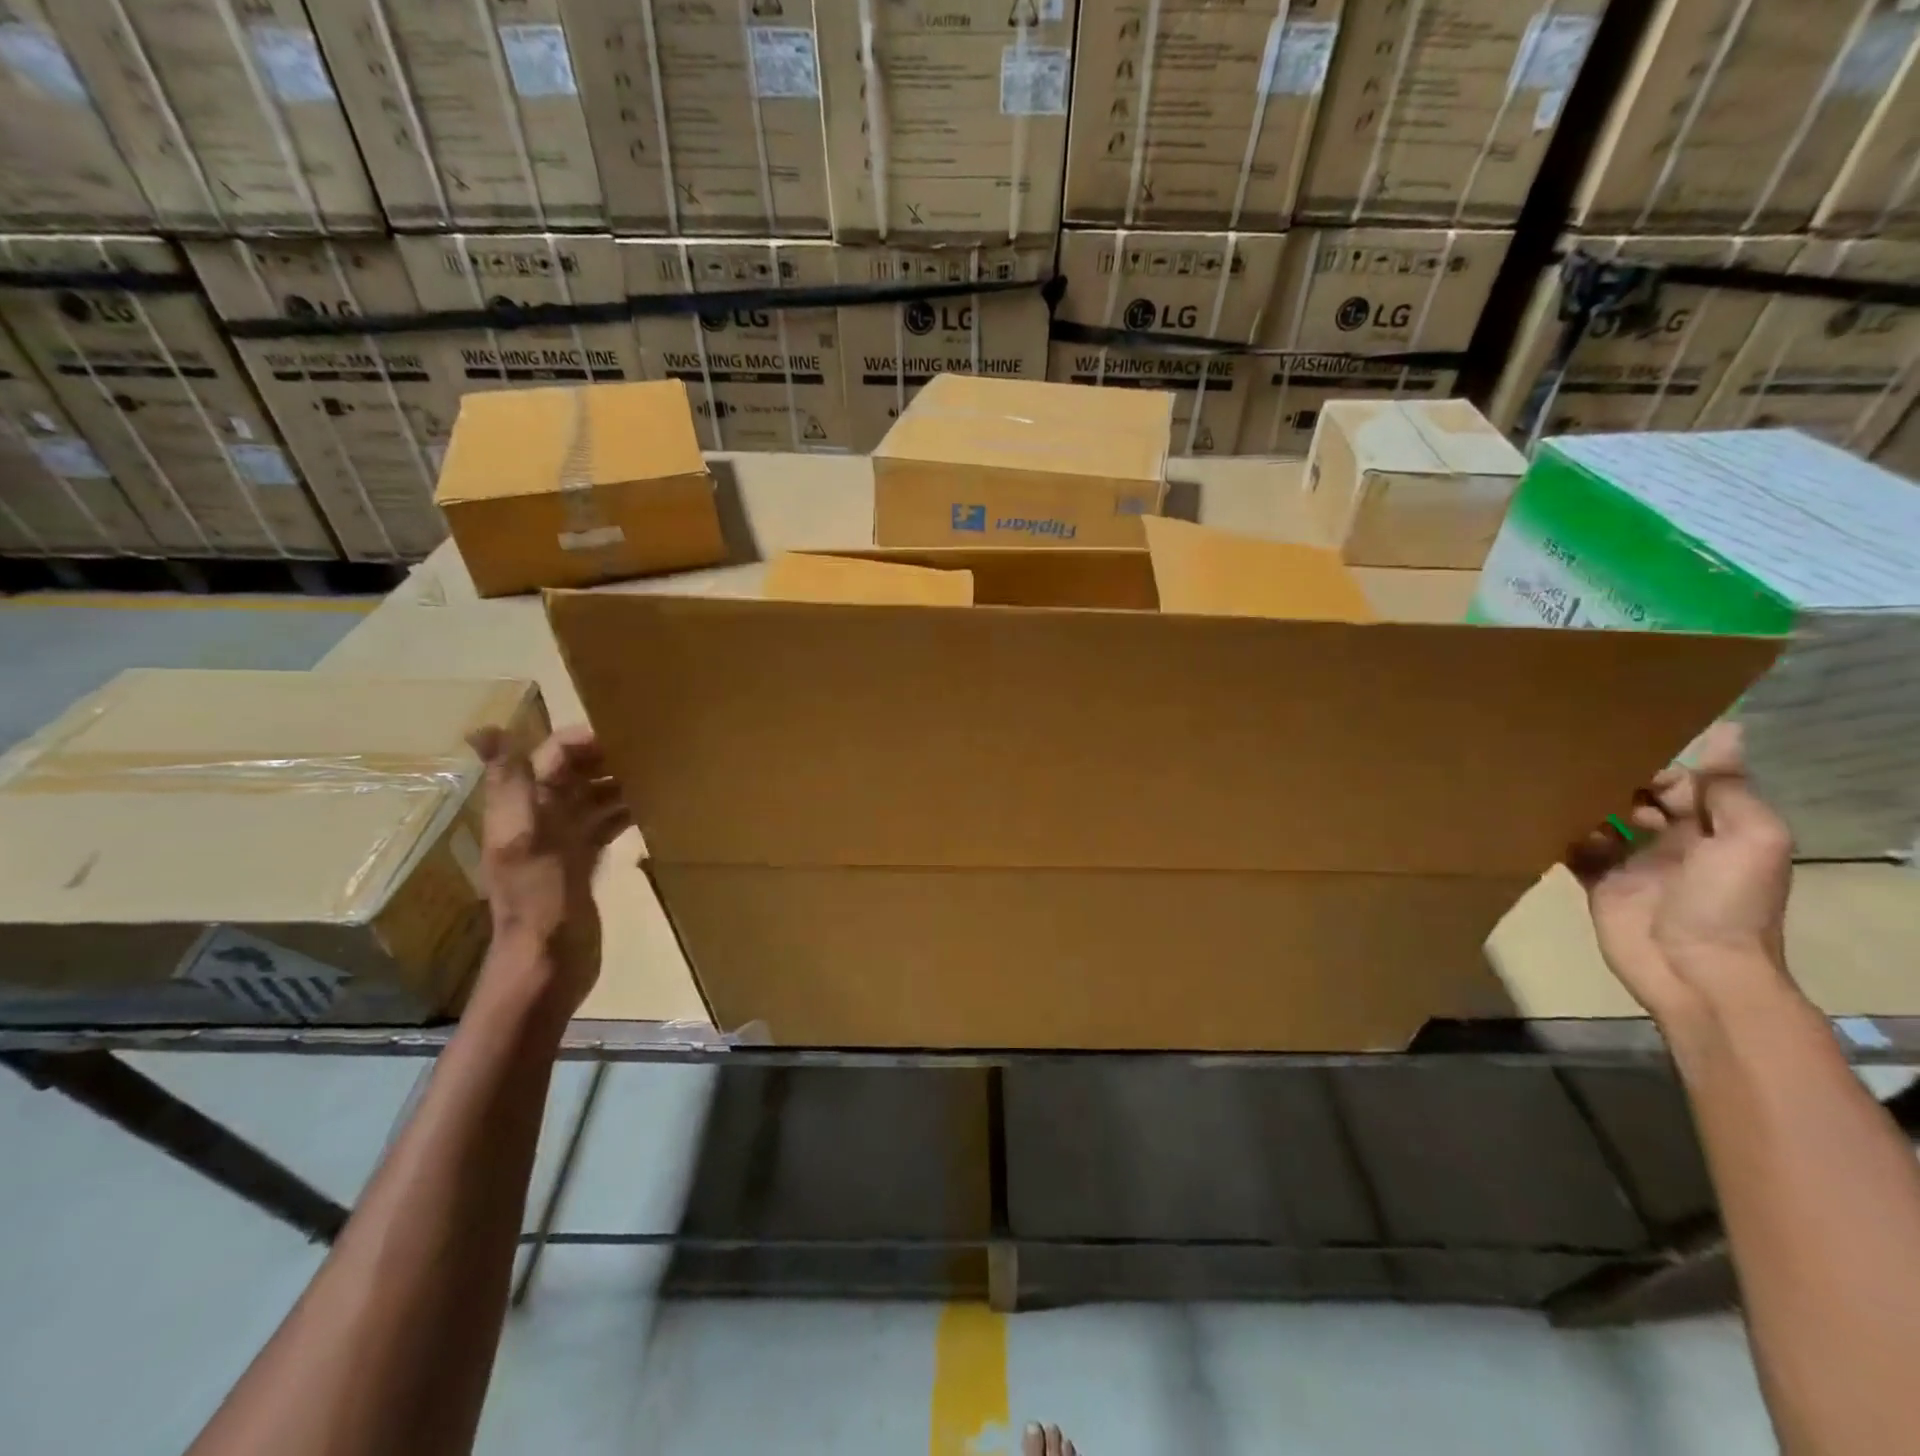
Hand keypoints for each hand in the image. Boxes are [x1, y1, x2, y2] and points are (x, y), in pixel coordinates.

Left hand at [466, 725, 630, 1018]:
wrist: (547, 965)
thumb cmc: (539, 902)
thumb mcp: (524, 840)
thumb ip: (511, 785)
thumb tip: (482, 728)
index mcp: (521, 808)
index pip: (551, 754)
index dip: (583, 740)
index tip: (629, 735)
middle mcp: (540, 818)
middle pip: (574, 773)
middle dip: (608, 757)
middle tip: (655, 752)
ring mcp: (563, 841)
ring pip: (593, 797)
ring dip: (621, 783)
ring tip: (661, 774)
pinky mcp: (583, 862)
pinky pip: (605, 824)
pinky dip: (625, 812)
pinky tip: (654, 809)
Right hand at [1568, 723, 1794, 1026]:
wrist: (1695, 970)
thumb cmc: (1728, 903)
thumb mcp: (1751, 841)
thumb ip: (1729, 791)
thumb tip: (1727, 731)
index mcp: (1713, 830)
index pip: (1681, 785)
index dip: (1654, 767)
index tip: (1617, 750)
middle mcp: (1671, 843)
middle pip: (1637, 801)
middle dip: (1612, 783)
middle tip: (1572, 764)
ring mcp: (1632, 865)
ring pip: (1601, 822)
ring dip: (1582, 806)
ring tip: (1549, 786)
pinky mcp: (1598, 884)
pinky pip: (1575, 852)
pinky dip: (1559, 836)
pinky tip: (1539, 819)